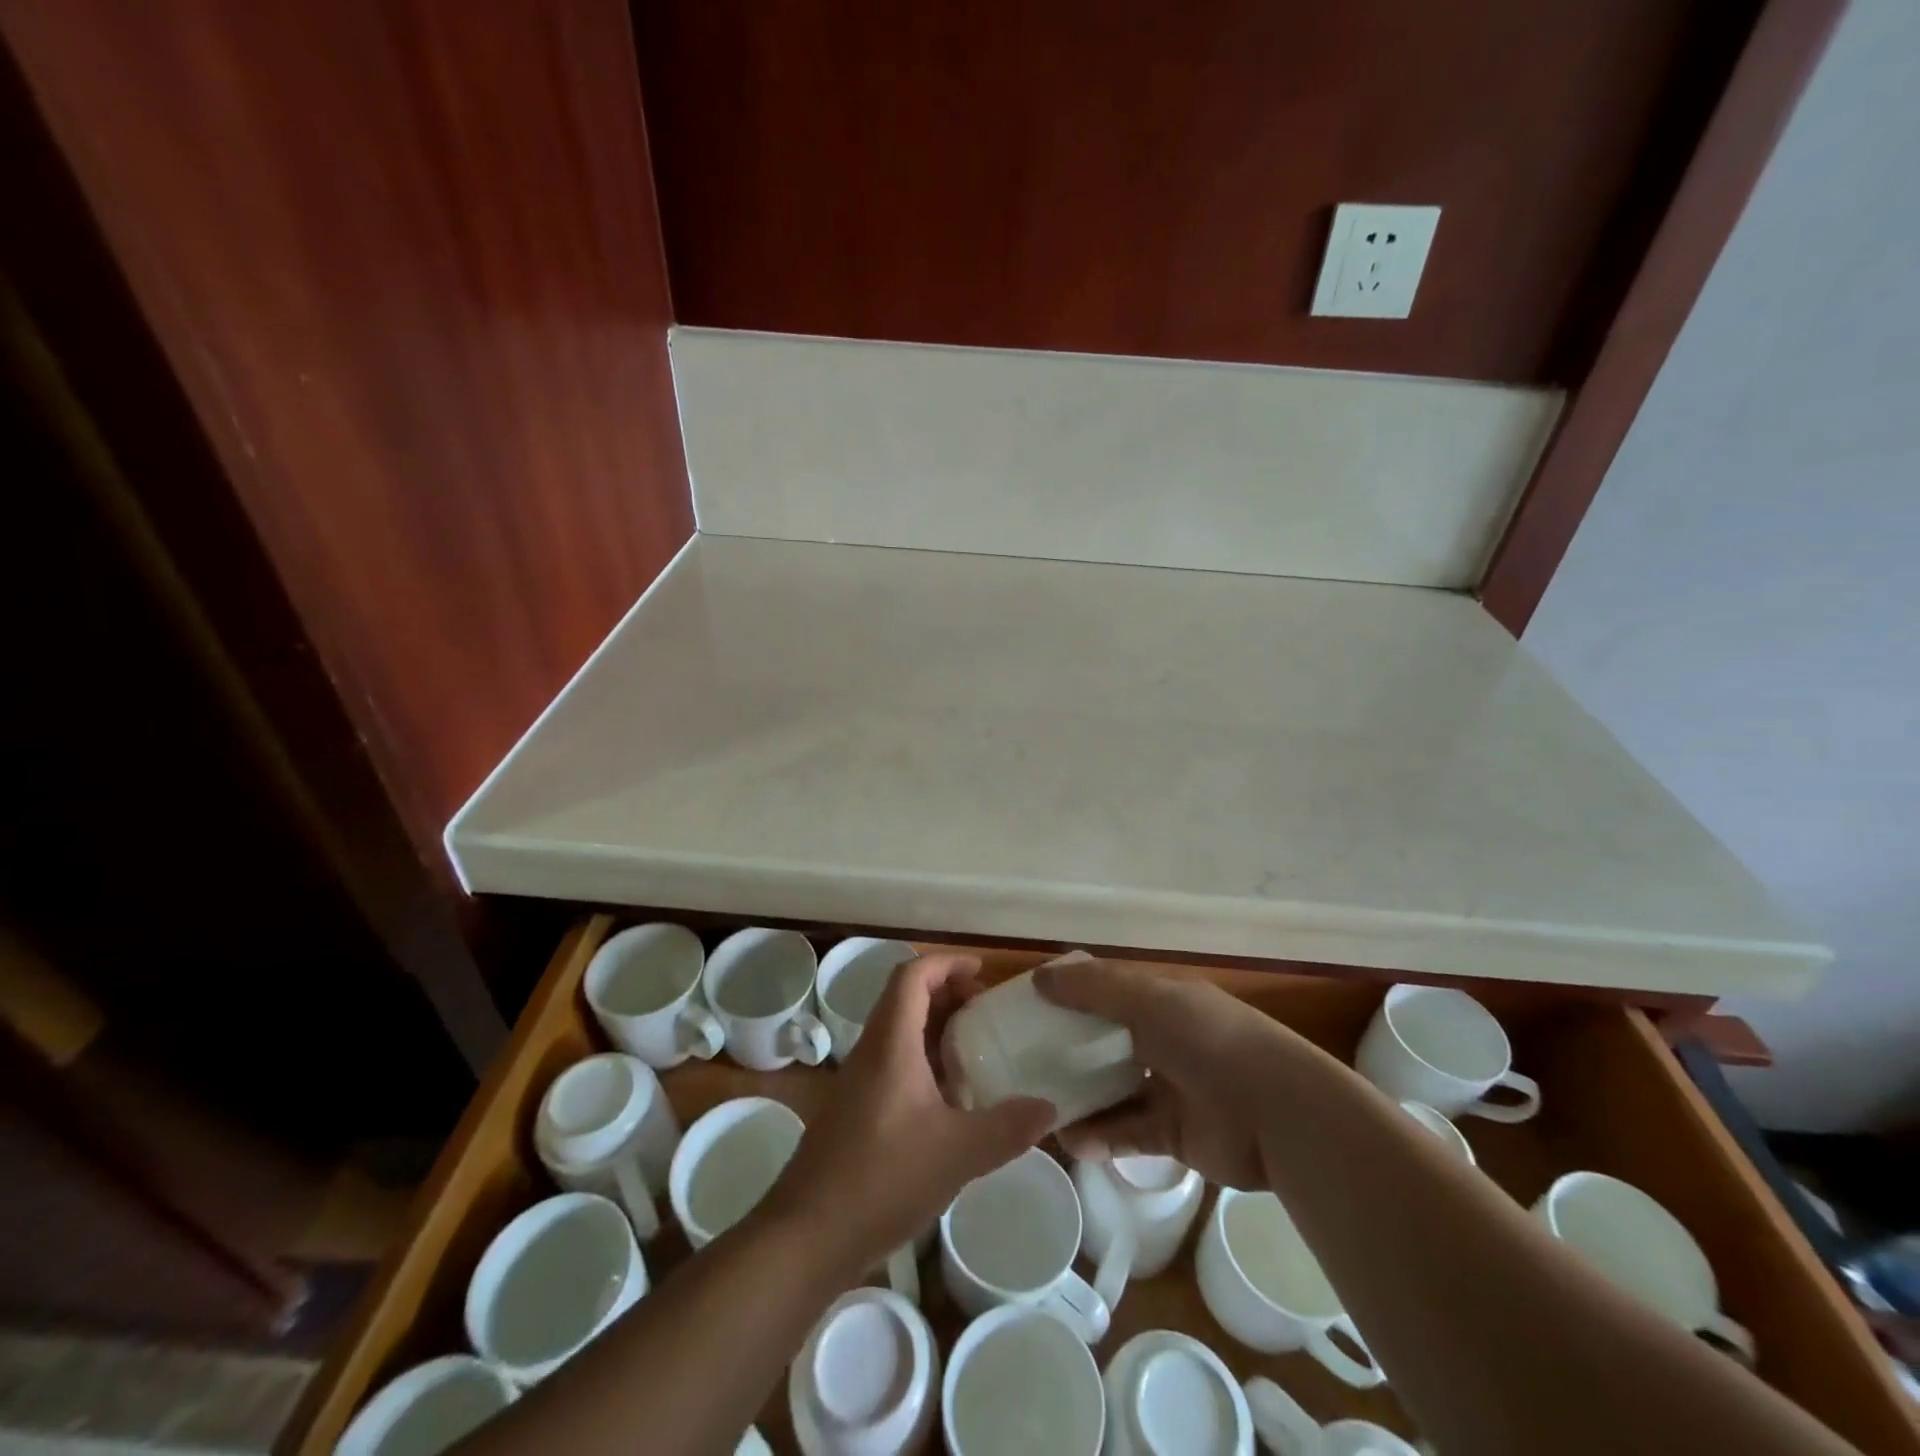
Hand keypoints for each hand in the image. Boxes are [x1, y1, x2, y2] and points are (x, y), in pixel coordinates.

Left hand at [768, 955, 1052, 1274]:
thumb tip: (1049, 1107)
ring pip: (898, 1032)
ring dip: (935, 1028)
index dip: (946, 963)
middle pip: (905, 998)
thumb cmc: (881, 1179)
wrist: (806, 1236)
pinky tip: (949, 1099)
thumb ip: (1007, 1127)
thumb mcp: (957, 1153)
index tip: (982, 973)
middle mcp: (871, 1051)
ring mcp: (858, 1081)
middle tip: (986, 1011)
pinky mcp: (854, 1110)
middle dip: (946, 993)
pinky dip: (923, 1060)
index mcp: (890, 1043)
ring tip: (975, 1049)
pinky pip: (893, 1062)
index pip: (912, 976)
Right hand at [1035, 957, 1296, 1189]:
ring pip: (1113, 1090)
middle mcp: (1166, 1040)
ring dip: (1079, 1097)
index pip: (1108, 992)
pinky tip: (1069, 1141)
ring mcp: (1171, 1088)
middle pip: (1107, 1042)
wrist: (1278, 1114)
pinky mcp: (1174, 1134)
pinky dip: (1099, 1136)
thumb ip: (1094, 987)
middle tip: (1022, 1059)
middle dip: (1068, 1049)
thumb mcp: (1148, 999)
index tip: (1029, 1005)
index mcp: (1163, 1001)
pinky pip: (1127, 1133)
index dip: (1071, 995)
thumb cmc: (1209, 1040)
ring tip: (1036, 1104)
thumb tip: (1039, 977)